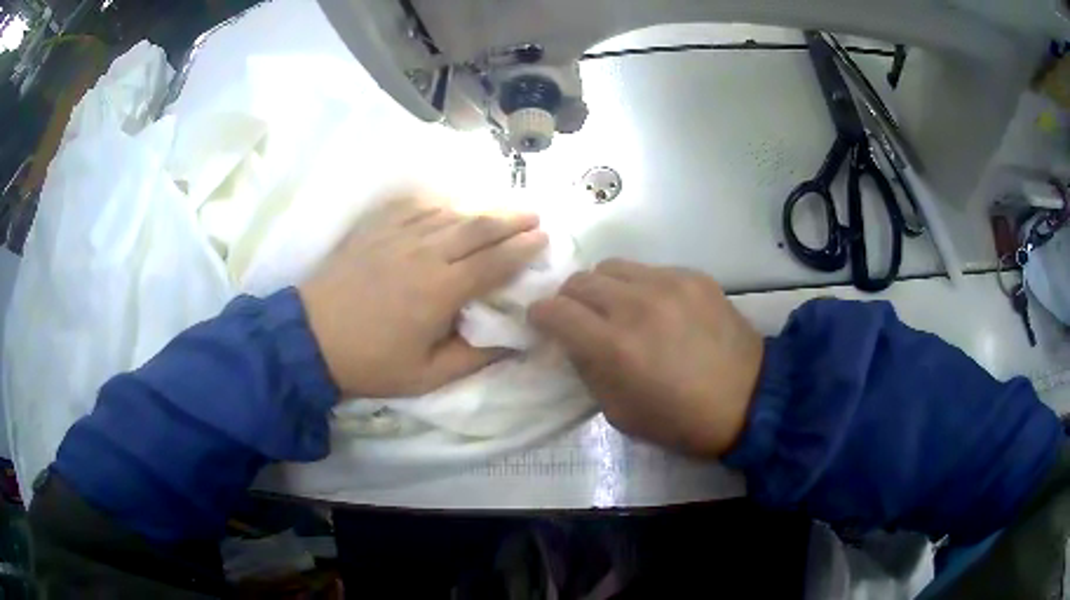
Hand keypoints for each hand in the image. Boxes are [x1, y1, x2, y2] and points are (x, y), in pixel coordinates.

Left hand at [299, 192, 547, 397]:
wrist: (311, 339)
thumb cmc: (371, 362)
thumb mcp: (427, 376)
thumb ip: (475, 358)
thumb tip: (513, 342)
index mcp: (441, 291)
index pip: (494, 262)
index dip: (523, 249)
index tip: (544, 239)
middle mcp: (425, 254)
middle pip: (478, 227)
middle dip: (511, 219)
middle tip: (534, 215)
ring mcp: (399, 236)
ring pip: (450, 213)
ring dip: (481, 208)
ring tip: (503, 208)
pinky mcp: (376, 229)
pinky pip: (416, 206)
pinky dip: (440, 203)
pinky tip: (450, 204)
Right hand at [529, 260, 763, 457]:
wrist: (750, 400)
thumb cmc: (681, 421)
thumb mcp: (619, 413)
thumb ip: (588, 370)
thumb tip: (574, 341)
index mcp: (614, 346)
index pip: (554, 310)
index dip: (539, 316)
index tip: (542, 324)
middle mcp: (636, 305)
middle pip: (579, 280)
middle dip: (569, 300)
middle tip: (580, 319)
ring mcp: (668, 284)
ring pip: (612, 267)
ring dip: (603, 288)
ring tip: (618, 309)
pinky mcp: (694, 276)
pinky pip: (650, 270)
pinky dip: (640, 287)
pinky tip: (658, 309)